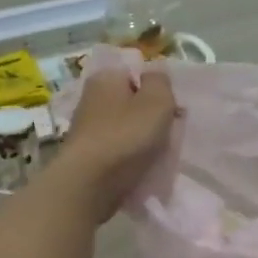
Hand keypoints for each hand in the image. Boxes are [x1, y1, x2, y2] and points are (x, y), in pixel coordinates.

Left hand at [55, 68, 177, 219]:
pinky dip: (127, 156)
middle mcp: (90, 97)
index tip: (171, 110)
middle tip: (166, 134)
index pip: (137, 73)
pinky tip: (137, 167)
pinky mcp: (85, 153)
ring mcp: (85, 126)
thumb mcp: (157, 100)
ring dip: (140, 138)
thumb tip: (154, 76)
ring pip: (124, 126)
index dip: (158, 90)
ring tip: (154, 154)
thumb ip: (160, 81)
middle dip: (149, 116)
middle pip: (131, 101)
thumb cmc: (126, 135)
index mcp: (105, 77)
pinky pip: (115, 148)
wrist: (89, 184)